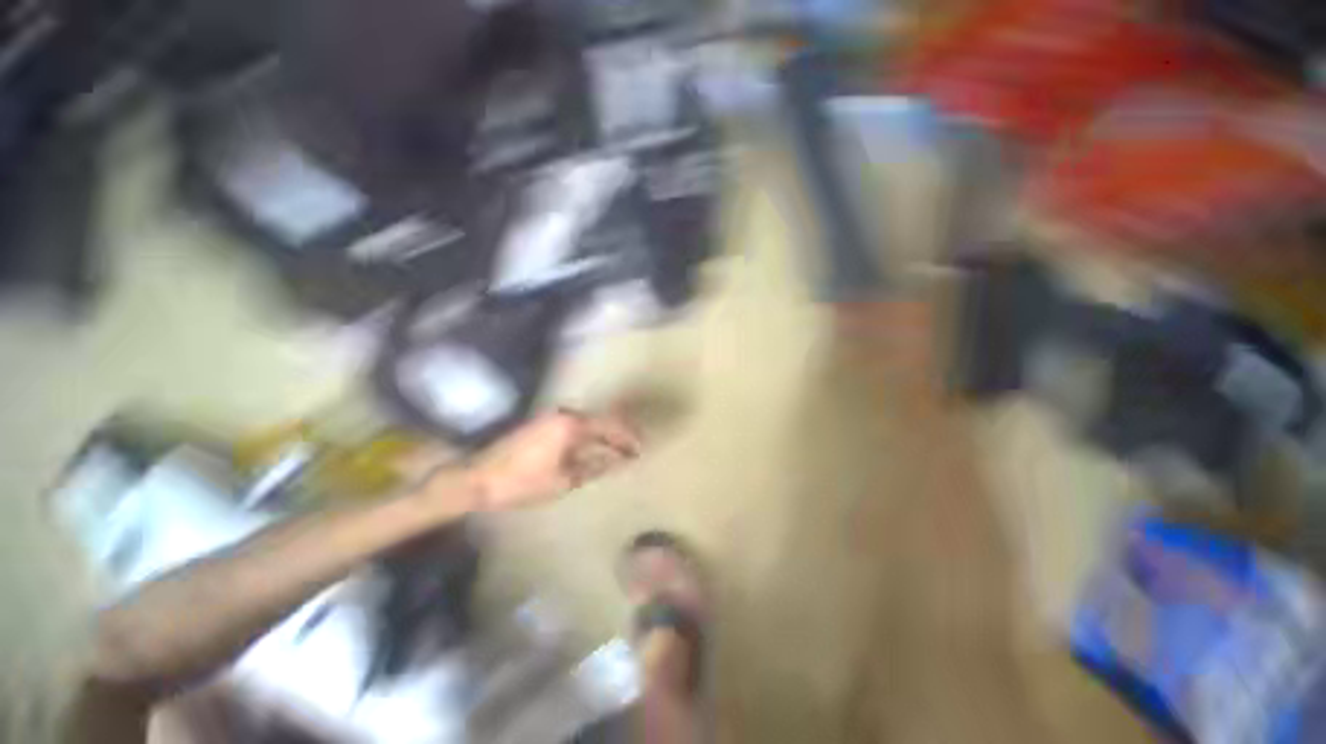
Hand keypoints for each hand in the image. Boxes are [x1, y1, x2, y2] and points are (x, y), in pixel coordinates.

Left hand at [467, 409, 641, 510]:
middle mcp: (564, 414)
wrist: (477, 478)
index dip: (628, 437)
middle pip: (601, 420)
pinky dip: (589, 435)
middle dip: (619, 434)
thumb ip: (594, 466)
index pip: (610, 426)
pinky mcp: (543, 423)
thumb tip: (618, 460)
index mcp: (571, 425)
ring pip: (588, 422)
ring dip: (604, 435)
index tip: (642, 447)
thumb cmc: (522, 482)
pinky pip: (575, 426)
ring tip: (619, 449)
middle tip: (634, 448)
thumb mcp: (564, 479)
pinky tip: (594, 447)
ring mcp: (552, 416)